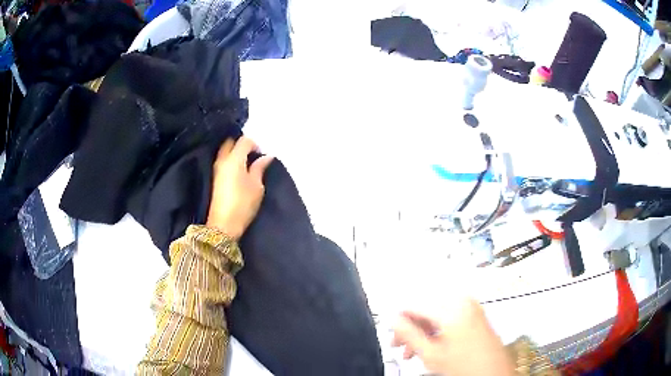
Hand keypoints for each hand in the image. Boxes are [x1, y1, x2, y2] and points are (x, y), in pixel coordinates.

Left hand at [206, 137, 272, 238]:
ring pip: (225, 152)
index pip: (244, 141)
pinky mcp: (214, 178)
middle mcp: (223, 160)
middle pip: (231, 143)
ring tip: (247, 162)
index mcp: (234, 159)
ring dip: (235, 152)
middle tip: (253, 154)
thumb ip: (259, 168)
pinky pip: (223, 161)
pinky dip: (231, 160)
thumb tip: (266, 156)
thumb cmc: (243, 204)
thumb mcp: (256, 186)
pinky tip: (239, 170)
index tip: (262, 153)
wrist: (223, 224)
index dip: (255, 143)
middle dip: (242, 145)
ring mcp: (216, 169)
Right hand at [392, 299, 515, 375]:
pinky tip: (429, 346)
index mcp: (451, 307)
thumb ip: (409, 334)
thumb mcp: (431, 354)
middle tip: (399, 345)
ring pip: (435, 314)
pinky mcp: (474, 313)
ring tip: (412, 351)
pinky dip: (436, 330)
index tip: (392, 333)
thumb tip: (393, 320)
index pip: (414, 305)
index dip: (399, 321)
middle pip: (425, 309)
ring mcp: (470, 306)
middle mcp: (462, 301)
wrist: (492, 371)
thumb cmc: (468, 365)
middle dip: (410, 328)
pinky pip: (447, 316)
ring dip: (421, 331)